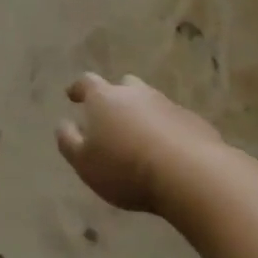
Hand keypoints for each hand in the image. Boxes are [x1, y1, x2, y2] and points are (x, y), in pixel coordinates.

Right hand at [56, 72, 220, 213]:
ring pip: (151, 102)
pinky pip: (174, 122)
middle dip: (116, 96)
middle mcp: (136, 94)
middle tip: (112, 116)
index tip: (72, 95)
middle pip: (124, 86)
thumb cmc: (125, 168)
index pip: (86, 83)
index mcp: (104, 98)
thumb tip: (63, 124)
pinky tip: (168, 153)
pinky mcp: (194, 122)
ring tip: (141, 138)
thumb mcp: (84, 162)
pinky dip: (167, 131)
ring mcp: (167, 105)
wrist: (190, 174)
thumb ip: (69, 141)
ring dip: (144, 115)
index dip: (78, 89)